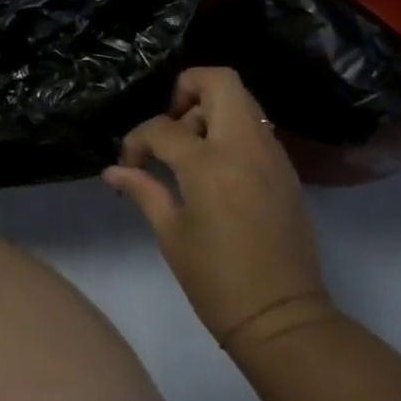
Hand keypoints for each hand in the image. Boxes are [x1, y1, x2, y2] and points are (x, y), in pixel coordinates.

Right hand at [104, 69, 334, 356]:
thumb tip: (114, 170)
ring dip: (210, 110)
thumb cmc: (216, 280)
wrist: (283, 318)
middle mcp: (245, 148)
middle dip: (186, 90)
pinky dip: (231, 130)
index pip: (163, 127)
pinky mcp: (287, 170)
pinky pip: (256, 128)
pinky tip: (214, 167)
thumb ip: (143, 189)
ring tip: (190, 149)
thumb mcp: (170, 233)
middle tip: (170, 125)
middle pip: (220, 81)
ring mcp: (272, 156)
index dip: (137, 140)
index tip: (130, 164)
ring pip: (243, 101)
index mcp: (210, 165)